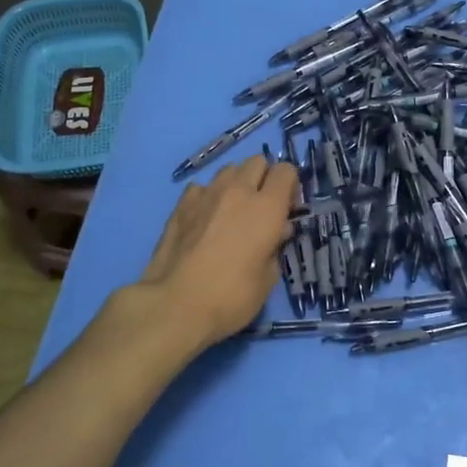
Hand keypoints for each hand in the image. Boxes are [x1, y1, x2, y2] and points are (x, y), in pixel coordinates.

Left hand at [134, 154, 297, 352]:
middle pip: (257, 162)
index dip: (290, 186)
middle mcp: (238, 191)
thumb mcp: (268, 279)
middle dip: (263, 178)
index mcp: (267, 208)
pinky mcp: (180, 205)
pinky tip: (205, 219)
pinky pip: (201, 187)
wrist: (175, 305)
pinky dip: (208, 197)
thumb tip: (277, 232)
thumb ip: (276, 248)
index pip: (286, 171)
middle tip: (262, 208)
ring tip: (232, 211)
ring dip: (236, 184)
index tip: (287, 210)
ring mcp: (206, 194)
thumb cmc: (231, 297)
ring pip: (228, 170)